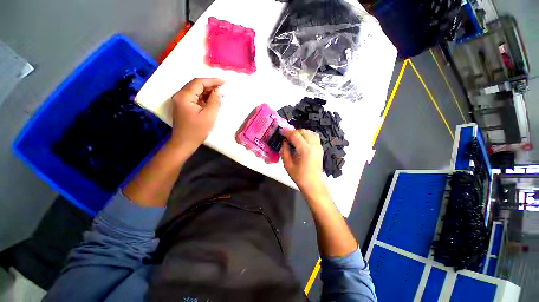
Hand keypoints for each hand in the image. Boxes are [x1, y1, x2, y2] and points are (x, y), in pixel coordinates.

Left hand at [169, 78, 223, 156]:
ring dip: (207, 92)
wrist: (184, 143)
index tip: (223, 82)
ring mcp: (180, 101)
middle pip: (196, 85)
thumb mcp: (209, 116)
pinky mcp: (183, 106)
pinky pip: (194, 98)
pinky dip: (204, 98)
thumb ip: (214, 101)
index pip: (198, 83)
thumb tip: (218, 91)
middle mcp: (179, 95)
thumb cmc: (197, 131)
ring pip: (195, 91)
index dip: (212, 81)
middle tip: (222, 90)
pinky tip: (212, 101)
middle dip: (210, 86)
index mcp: (184, 96)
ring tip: (219, 96)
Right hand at [280, 129, 324, 192]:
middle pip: (303, 131)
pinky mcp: (320, 148)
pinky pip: (314, 136)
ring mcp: (318, 146)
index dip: (287, 132)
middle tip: (286, 137)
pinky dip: (307, 135)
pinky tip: (302, 141)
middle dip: (293, 132)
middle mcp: (313, 145)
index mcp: (305, 150)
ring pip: (309, 132)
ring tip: (294, 139)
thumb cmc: (299, 176)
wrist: (313, 183)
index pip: (295, 135)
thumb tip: (284, 141)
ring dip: (300, 133)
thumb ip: (284, 150)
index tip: (280, 131)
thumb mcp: (287, 164)